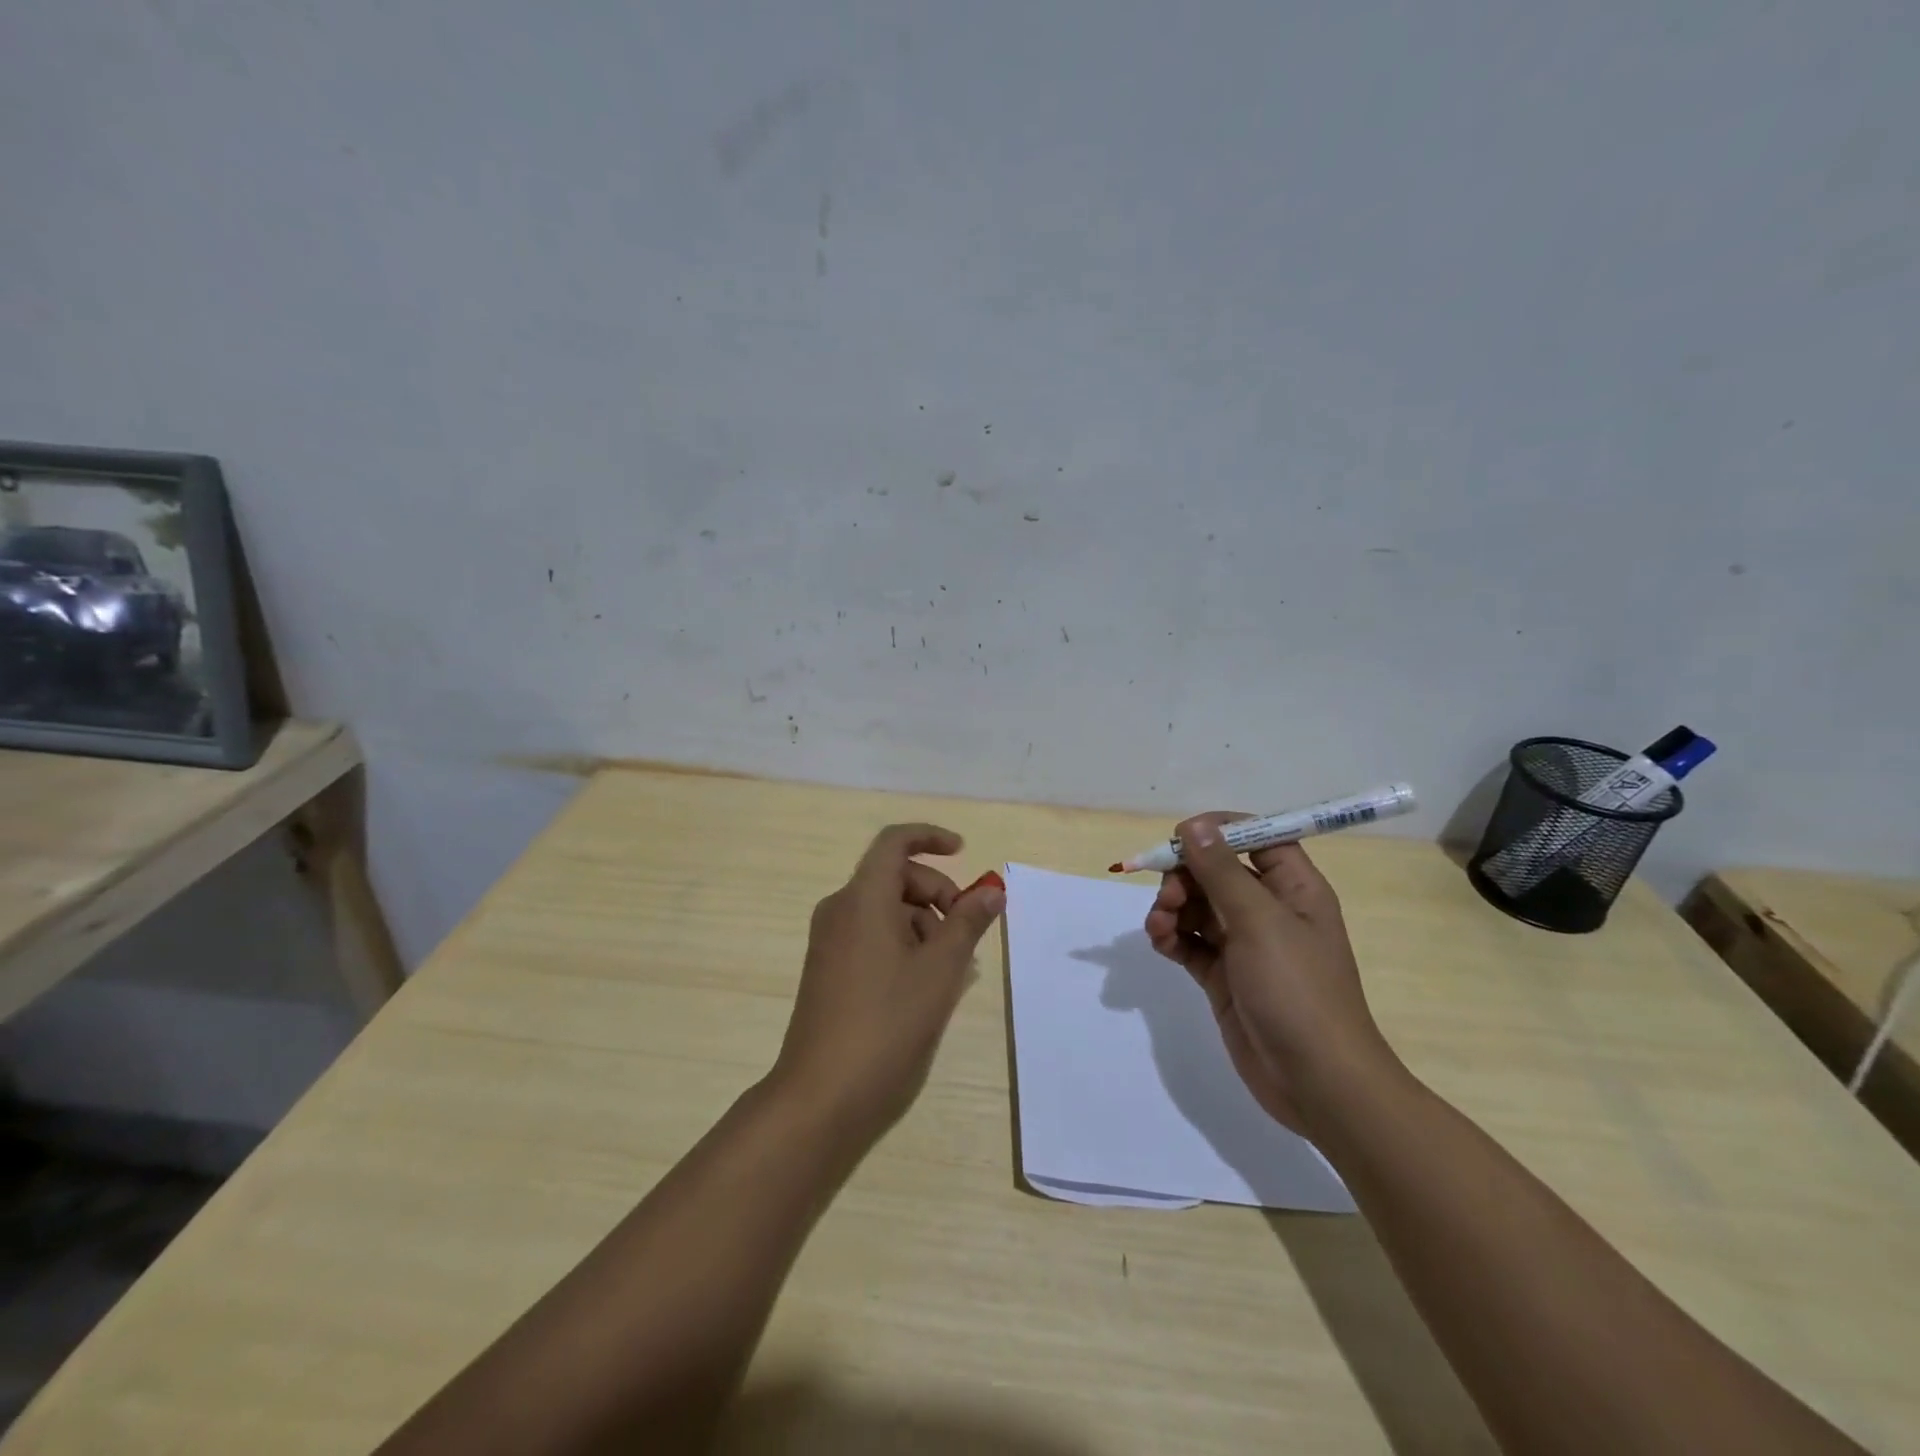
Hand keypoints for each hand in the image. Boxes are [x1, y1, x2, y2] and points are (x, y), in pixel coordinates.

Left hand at [770, 823, 1004, 1144]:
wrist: (821, 1097)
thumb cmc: (887, 1024)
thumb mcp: (940, 970)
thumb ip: (968, 922)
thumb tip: (992, 888)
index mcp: (862, 898)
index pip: (894, 842)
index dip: (930, 838)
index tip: (964, 853)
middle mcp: (840, 910)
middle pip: (895, 877)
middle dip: (937, 893)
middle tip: (967, 933)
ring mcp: (830, 942)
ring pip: (886, 910)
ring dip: (924, 924)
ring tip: (952, 970)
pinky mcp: (828, 970)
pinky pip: (872, 936)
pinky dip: (904, 944)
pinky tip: (927, 984)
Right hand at [1143, 814, 1398, 1135]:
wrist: (1316, 1082)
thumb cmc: (1297, 990)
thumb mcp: (1258, 922)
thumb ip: (1221, 871)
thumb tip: (1194, 824)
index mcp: (1293, 888)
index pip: (1257, 837)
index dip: (1219, 830)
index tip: (1181, 836)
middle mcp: (1269, 910)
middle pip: (1217, 872)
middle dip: (1185, 876)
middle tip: (1168, 898)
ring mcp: (1245, 945)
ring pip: (1198, 907)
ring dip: (1172, 908)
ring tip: (1159, 927)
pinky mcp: (1223, 976)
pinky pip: (1190, 942)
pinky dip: (1171, 937)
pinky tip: (1161, 943)